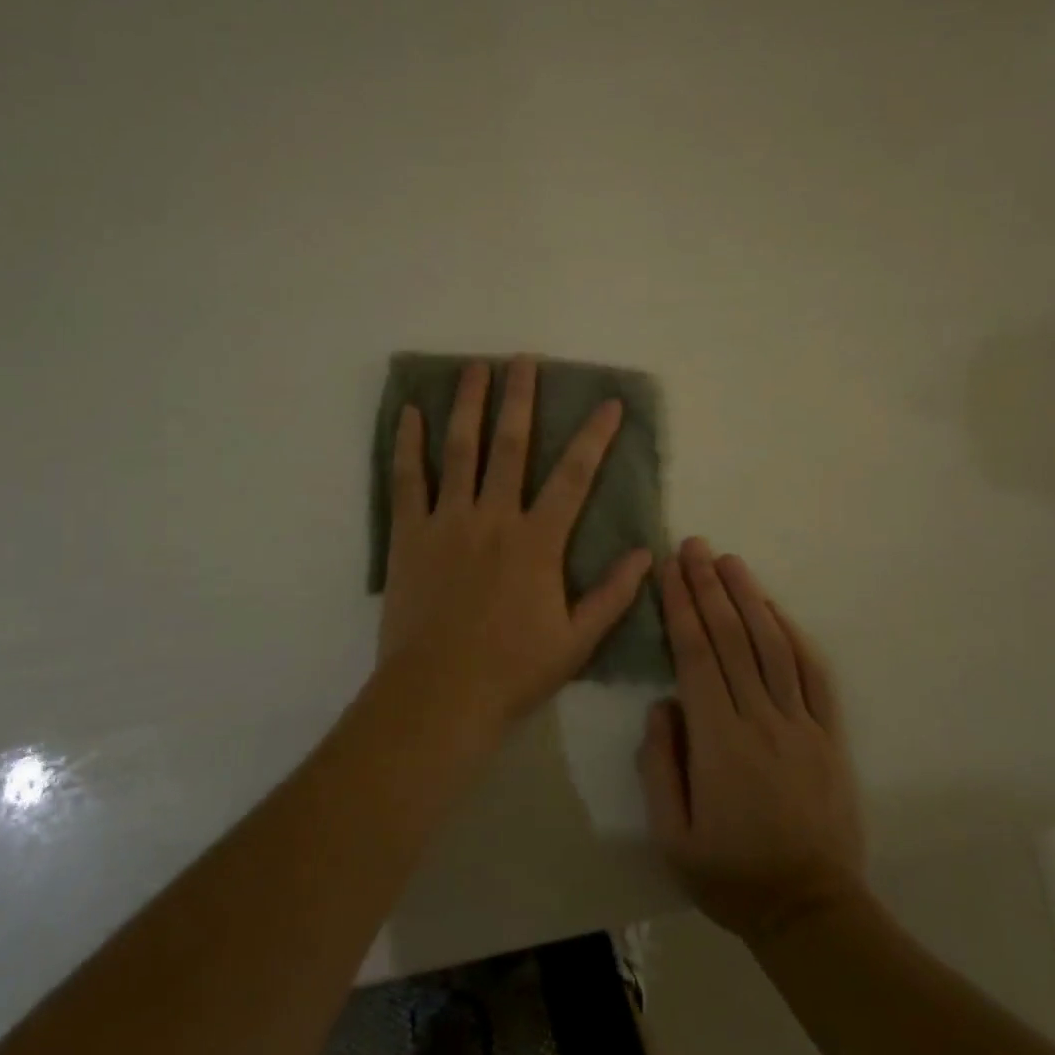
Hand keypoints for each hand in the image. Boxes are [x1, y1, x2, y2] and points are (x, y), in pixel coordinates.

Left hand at [378, 357, 652, 729]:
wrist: (439, 695)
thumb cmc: (513, 670)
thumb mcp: (577, 641)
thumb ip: (613, 595)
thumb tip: (646, 554)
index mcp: (537, 542)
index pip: (574, 477)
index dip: (594, 437)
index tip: (607, 403)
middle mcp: (494, 518)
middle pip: (510, 445)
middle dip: (520, 399)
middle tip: (523, 360)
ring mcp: (448, 521)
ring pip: (460, 450)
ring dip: (469, 405)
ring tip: (475, 368)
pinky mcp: (409, 534)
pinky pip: (408, 479)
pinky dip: (408, 443)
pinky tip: (409, 412)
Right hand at [639, 538, 865, 944]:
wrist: (810, 909)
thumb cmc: (730, 874)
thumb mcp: (671, 834)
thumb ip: (659, 763)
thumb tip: (663, 703)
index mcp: (719, 740)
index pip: (696, 655)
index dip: (681, 607)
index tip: (669, 570)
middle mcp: (761, 719)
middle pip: (732, 638)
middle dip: (709, 586)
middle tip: (694, 546)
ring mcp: (801, 724)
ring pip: (772, 645)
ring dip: (749, 597)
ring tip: (730, 560)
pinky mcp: (828, 734)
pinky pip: (813, 674)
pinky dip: (793, 634)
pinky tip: (774, 608)